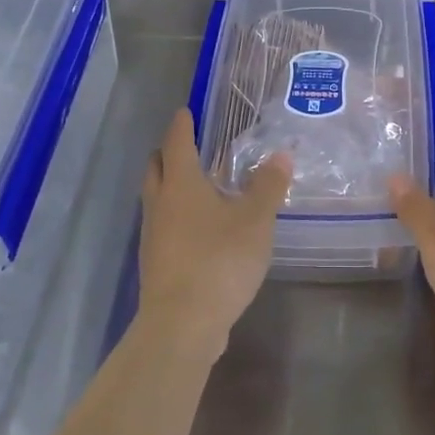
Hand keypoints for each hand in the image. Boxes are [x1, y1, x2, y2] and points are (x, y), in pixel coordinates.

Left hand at [137, 109, 291, 360]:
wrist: (183, 323)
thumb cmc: (220, 260)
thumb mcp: (255, 220)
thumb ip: (268, 186)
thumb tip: (281, 154)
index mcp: (181, 184)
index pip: (177, 142)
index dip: (182, 125)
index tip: (185, 112)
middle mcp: (160, 203)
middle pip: (157, 168)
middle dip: (168, 152)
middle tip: (186, 144)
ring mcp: (153, 235)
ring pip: (156, 198)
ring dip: (170, 185)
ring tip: (195, 184)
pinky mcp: (156, 262)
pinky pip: (163, 225)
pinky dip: (175, 215)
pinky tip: (197, 227)